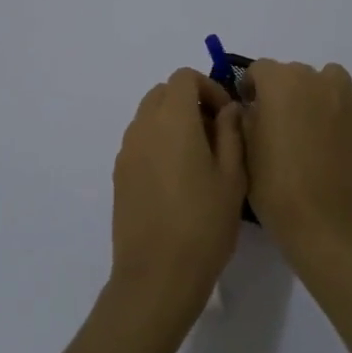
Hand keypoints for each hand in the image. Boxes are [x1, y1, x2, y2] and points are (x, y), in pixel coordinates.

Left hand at [110, 68, 246, 321]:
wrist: (157, 275)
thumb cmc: (204, 223)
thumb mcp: (232, 177)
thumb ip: (231, 133)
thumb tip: (228, 110)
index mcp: (172, 119)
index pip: (184, 77)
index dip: (209, 87)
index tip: (227, 117)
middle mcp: (143, 127)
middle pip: (163, 93)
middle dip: (190, 102)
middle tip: (216, 134)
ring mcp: (126, 152)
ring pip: (148, 116)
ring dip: (173, 122)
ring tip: (199, 159)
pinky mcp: (119, 176)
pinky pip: (140, 142)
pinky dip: (158, 143)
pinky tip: (178, 180)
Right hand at [242, 60, 351, 259]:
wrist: (323, 219)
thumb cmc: (274, 186)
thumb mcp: (243, 149)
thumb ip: (245, 117)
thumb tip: (253, 107)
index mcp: (278, 82)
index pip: (259, 70)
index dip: (252, 89)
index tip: (252, 110)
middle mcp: (314, 78)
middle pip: (295, 73)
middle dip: (286, 93)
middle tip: (284, 126)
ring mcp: (348, 94)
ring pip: (331, 78)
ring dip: (321, 93)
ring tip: (318, 125)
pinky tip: (350, 120)